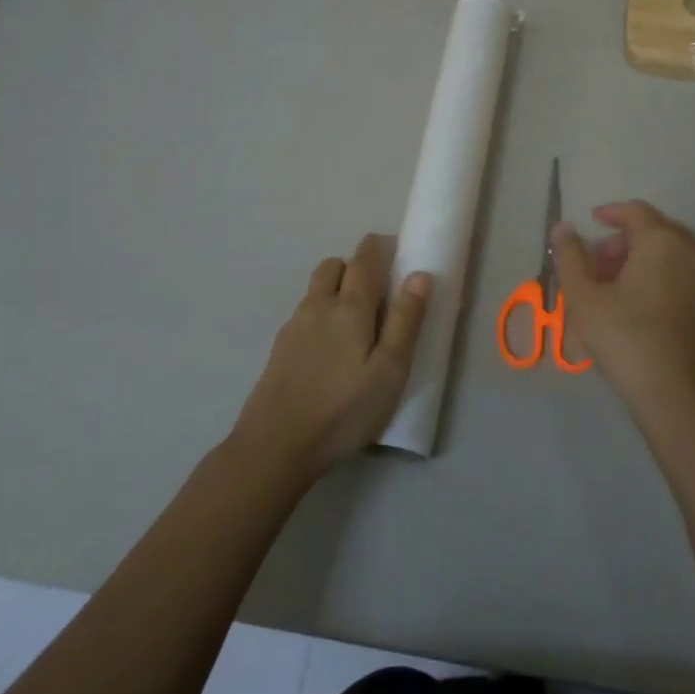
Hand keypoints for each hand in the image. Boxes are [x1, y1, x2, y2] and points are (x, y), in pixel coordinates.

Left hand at [231, 234, 431, 477]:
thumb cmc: (344, 409)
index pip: (366, 257)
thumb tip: (420, 274)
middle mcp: (319, 305)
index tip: (397, 254)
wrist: (275, 446)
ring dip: (337, 288)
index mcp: (351, 306)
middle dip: (357, 266)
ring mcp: (294, 325)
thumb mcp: (389, 371)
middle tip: (378, 294)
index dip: (381, 248)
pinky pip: (305, 313)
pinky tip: (330, 350)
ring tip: (355, 325)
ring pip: (317, 288)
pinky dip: (321, 314)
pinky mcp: (280, 347)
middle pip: (335, 265)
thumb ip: (405, 320)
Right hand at [551, 201, 694, 429]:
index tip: (592, 222)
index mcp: (662, 241)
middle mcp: (692, 251)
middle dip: (625, 239)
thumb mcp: (584, 297)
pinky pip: (685, 273)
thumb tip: (562, 227)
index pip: (636, 211)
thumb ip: (570, 256)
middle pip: (656, 230)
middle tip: (599, 261)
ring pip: (672, 253)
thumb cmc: (625, 338)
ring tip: (615, 284)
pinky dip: (662, 274)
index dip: (611, 213)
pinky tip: (641, 302)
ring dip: (643, 258)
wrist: (678, 394)